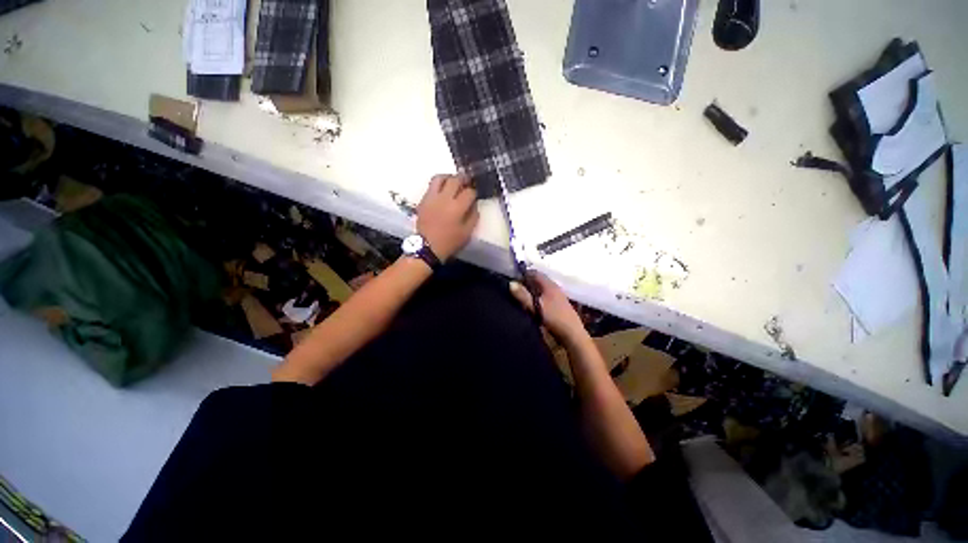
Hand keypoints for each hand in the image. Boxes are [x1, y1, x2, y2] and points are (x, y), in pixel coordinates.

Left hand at [417, 174, 478, 260]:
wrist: (427, 247)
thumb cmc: (449, 242)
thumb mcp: (467, 233)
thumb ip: (473, 216)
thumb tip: (474, 205)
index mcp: (457, 207)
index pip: (469, 192)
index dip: (474, 192)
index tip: (475, 195)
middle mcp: (445, 198)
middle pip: (455, 180)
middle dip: (463, 179)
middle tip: (467, 182)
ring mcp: (432, 197)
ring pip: (440, 177)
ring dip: (449, 177)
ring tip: (453, 182)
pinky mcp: (423, 199)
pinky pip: (431, 185)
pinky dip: (439, 184)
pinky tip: (442, 190)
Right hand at [510, 272, 585, 342]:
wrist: (572, 335)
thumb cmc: (554, 318)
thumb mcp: (535, 307)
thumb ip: (523, 295)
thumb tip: (511, 283)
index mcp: (550, 285)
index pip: (535, 273)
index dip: (524, 274)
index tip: (513, 280)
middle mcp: (554, 288)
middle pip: (538, 281)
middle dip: (527, 283)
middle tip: (515, 290)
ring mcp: (558, 297)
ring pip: (541, 290)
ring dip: (532, 292)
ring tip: (521, 298)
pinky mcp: (558, 306)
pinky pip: (545, 297)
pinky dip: (537, 298)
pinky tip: (532, 306)